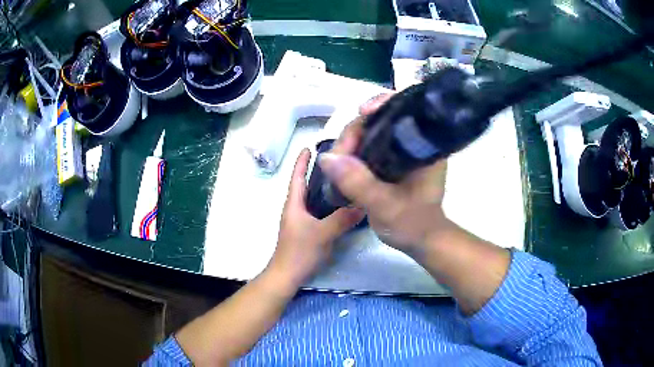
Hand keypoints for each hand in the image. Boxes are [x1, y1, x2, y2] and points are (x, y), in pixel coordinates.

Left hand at [267, 149, 364, 287]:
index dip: (302, 161)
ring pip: (313, 198)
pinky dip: (327, 203)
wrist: (287, 275)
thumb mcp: (322, 234)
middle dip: (317, 171)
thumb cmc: (299, 252)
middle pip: (306, 184)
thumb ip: (342, 219)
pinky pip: (318, 210)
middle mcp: (296, 209)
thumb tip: (363, 205)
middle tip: (336, 161)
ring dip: (323, 187)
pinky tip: (341, 205)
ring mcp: (301, 220)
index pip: (297, 176)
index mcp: (294, 204)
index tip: (310, 146)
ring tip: (342, 178)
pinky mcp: (307, 230)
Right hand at [319, 94, 447, 254]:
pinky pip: (368, 146)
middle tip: (337, 157)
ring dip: (350, 143)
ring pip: (371, 132)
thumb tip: (327, 158)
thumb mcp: (385, 206)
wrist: (420, 239)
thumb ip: (359, 184)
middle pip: (380, 119)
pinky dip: (353, 151)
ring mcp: (401, 150)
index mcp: (424, 147)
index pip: (405, 110)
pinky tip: (342, 163)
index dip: (382, 104)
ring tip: (336, 164)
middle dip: (355, 131)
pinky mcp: (391, 160)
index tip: (361, 113)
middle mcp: (413, 142)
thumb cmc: (413, 224)